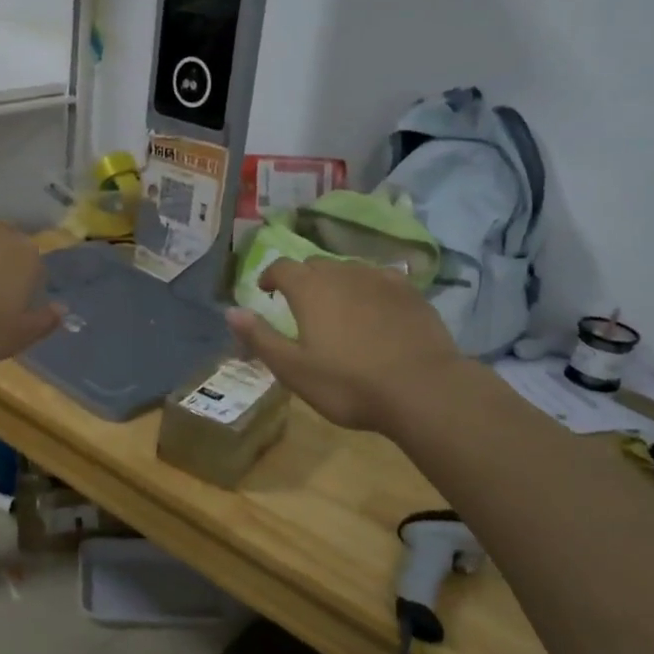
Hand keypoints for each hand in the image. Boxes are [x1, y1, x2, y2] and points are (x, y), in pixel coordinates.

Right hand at [226, 259, 468, 432]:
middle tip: (301, 304)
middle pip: (316, 264)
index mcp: (310, 289)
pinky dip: (370, 288)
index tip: (266, 291)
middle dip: (303, 278)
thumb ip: (260, 337)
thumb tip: (231, 311)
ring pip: (350, 270)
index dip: (270, 275)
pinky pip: (382, 279)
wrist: (423, 389)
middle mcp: (343, 273)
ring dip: (337, 282)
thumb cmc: (349, 383)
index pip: (282, 267)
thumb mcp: (293, 369)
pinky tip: (375, 308)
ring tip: (338, 307)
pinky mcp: (411, 292)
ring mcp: (381, 279)